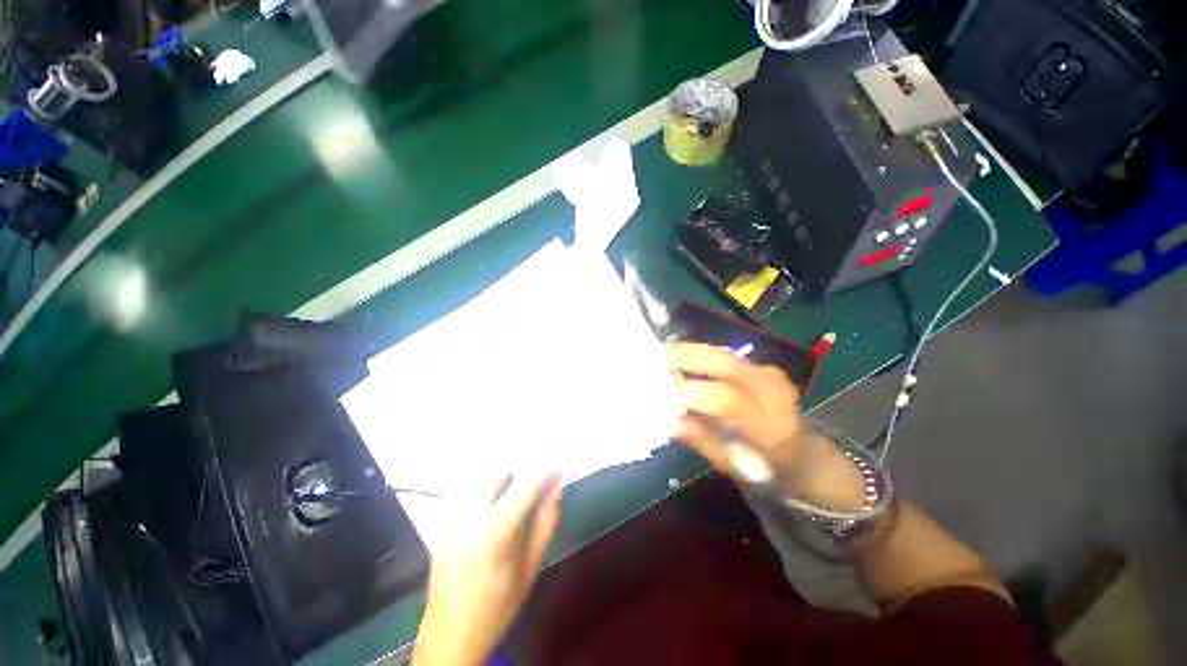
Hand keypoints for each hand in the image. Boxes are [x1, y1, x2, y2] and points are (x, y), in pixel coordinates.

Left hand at [413, 473, 562, 665]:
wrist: (449, 635)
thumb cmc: (497, 607)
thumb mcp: (530, 568)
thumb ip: (545, 523)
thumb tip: (556, 488)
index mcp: (496, 531)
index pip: (525, 485)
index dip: (544, 473)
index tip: (557, 470)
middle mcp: (471, 516)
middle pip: (500, 473)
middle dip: (520, 475)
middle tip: (533, 490)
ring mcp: (452, 518)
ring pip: (482, 479)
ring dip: (503, 481)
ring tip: (513, 500)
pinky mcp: (442, 523)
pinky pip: (469, 492)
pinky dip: (486, 491)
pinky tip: (492, 510)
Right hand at [668, 342, 864, 510]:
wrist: (808, 456)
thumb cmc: (768, 469)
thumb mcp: (733, 466)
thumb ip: (702, 440)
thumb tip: (668, 420)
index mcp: (769, 428)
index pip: (729, 400)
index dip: (694, 393)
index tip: (664, 391)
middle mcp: (774, 395)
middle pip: (730, 365)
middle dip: (691, 356)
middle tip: (660, 355)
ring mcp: (773, 376)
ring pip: (728, 354)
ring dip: (696, 350)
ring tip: (667, 354)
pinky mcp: (767, 368)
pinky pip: (730, 355)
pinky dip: (706, 353)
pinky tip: (687, 357)